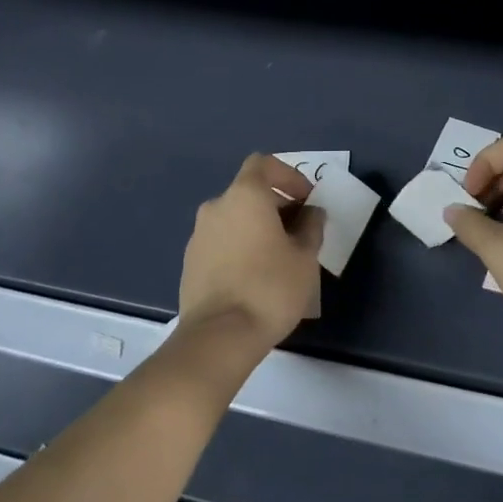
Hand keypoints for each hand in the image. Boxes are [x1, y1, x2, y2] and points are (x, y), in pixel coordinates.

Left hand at [179, 153, 324, 352]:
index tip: (306, 199)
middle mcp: (217, 206)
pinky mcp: (190, 261)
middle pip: (249, 192)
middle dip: (276, 205)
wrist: (218, 337)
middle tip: (299, 232)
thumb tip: (312, 213)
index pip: (263, 164)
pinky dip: (239, 247)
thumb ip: (311, 227)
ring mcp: (199, 234)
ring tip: (279, 258)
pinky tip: (254, 277)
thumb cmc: (269, 288)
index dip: (288, 176)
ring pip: (234, 218)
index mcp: (245, 195)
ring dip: (256, 228)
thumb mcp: (305, 258)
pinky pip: (221, 241)